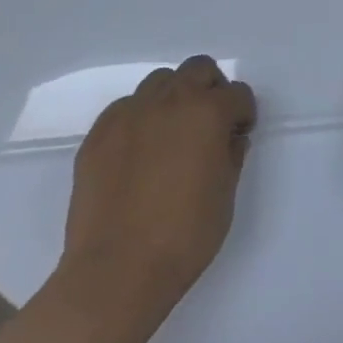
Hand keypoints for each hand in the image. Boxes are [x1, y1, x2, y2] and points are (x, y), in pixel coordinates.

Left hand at [58, 56, 256, 314]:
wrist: (115, 274)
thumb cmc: (183, 238)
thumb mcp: (225, 197)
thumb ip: (231, 156)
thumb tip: (230, 138)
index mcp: (208, 112)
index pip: (238, 93)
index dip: (242, 114)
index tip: (238, 135)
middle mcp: (171, 100)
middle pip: (198, 69)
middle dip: (210, 89)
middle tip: (208, 124)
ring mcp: (131, 113)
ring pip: (160, 82)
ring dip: (173, 98)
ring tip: (170, 134)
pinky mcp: (99, 133)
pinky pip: (125, 108)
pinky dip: (138, 119)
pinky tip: (137, 152)